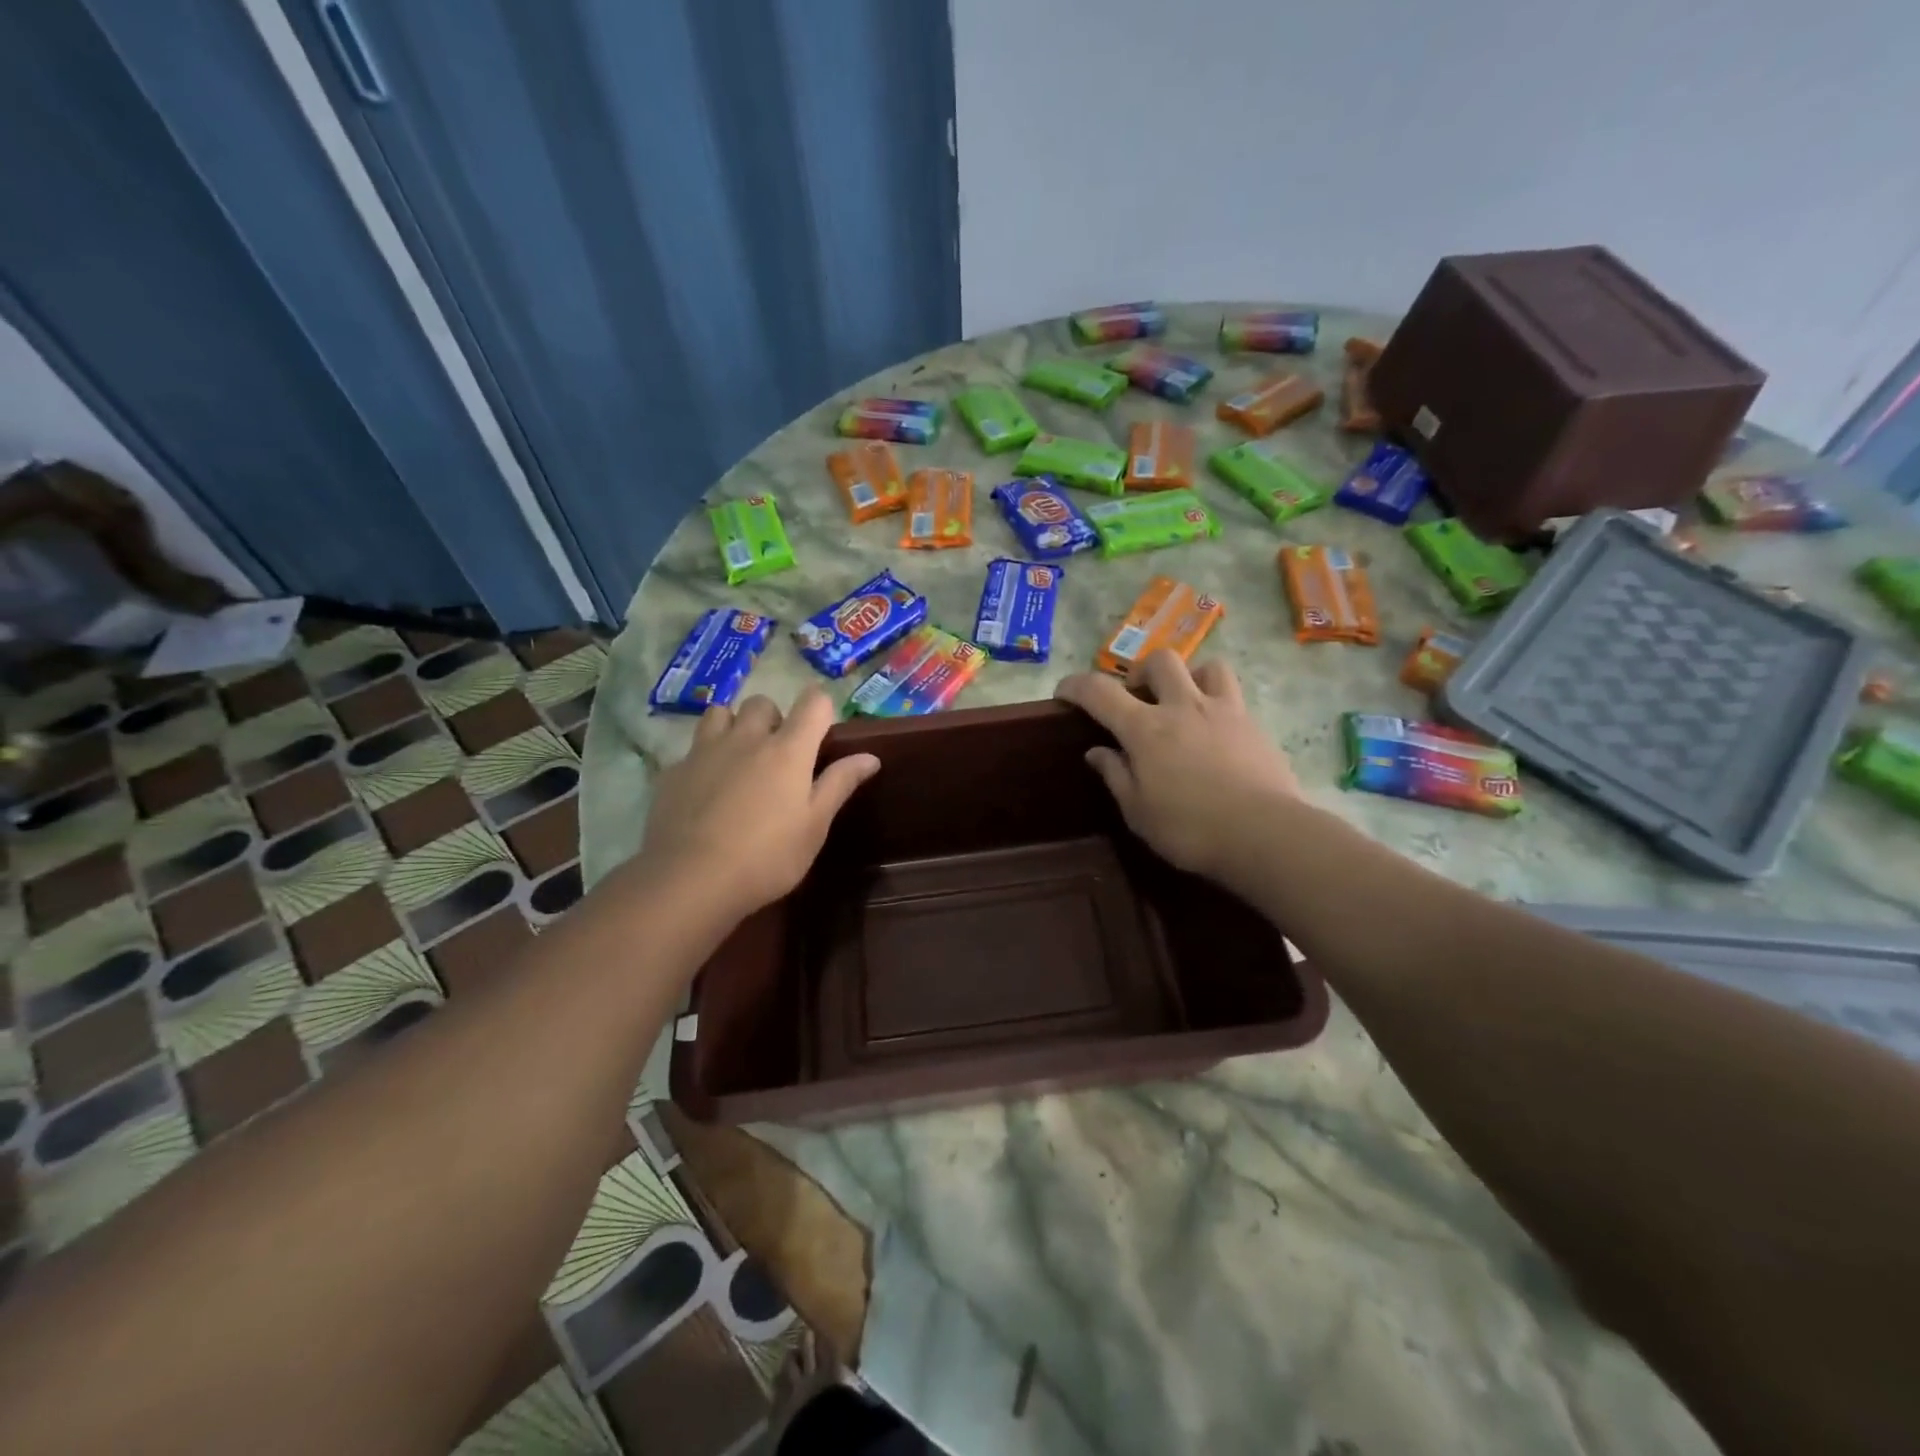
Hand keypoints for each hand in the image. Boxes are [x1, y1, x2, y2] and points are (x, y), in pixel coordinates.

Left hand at [640, 689, 878, 917]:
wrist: (691, 879)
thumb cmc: (767, 856)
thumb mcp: (814, 826)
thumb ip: (840, 784)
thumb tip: (870, 756)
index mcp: (788, 750)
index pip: (813, 702)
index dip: (821, 708)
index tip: (822, 731)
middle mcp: (747, 738)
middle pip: (762, 703)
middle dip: (774, 718)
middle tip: (779, 754)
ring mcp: (705, 751)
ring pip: (720, 713)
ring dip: (734, 726)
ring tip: (739, 758)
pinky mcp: (674, 771)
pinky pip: (692, 749)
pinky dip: (704, 759)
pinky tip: (706, 790)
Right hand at [1054, 651, 1299, 884]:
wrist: (1265, 834)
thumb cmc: (1191, 829)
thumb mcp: (1139, 812)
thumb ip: (1116, 776)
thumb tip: (1097, 752)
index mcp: (1146, 729)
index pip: (1100, 692)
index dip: (1076, 686)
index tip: (1064, 692)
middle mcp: (1183, 707)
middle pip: (1159, 661)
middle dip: (1141, 672)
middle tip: (1137, 699)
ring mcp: (1224, 711)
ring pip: (1207, 666)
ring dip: (1189, 677)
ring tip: (1184, 703)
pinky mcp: (1254, 725)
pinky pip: (1234, 696)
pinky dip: (1218, 703)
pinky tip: (1216, 732)